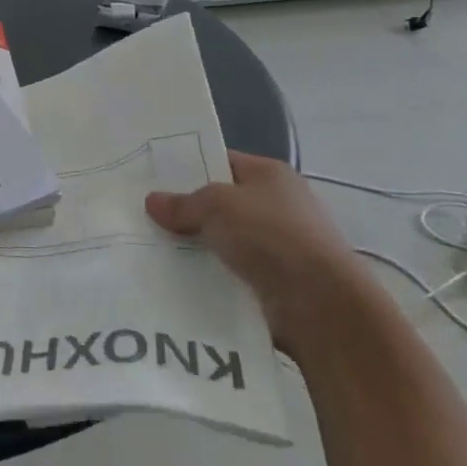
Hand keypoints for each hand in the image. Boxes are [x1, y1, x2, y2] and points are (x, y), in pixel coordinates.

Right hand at [146, 151, 367, 354]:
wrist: (321, 303)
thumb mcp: (217, 206)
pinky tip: (179, 279)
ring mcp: (279, 245)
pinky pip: (232, 272)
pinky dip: (210, 275)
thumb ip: (182, 203)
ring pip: (224, 240)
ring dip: (196, 248)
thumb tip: (152, 201)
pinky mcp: (275, 281)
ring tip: (153, 251)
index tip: (153, 180)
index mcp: (269, 174)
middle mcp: (277, 205)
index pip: (222, 162)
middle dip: (188, 212)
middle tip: (146, 218)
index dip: (188, 168)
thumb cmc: (270, 235)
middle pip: (221, 203)